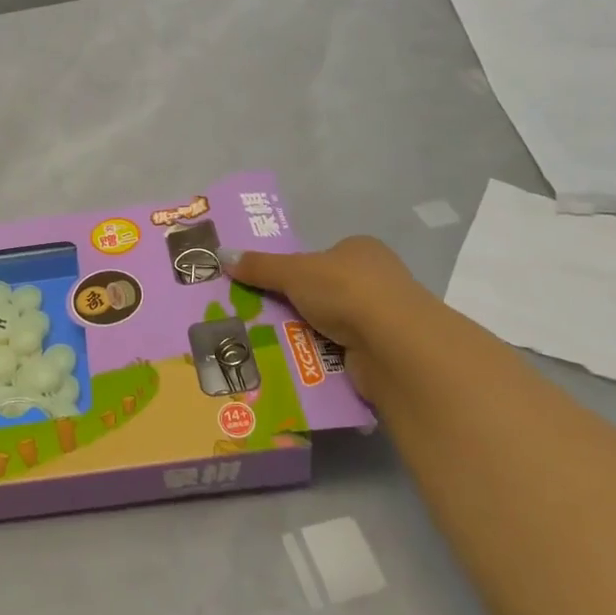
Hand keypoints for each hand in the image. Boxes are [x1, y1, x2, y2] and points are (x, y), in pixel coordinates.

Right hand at [221, 237, 434, 402]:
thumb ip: (260, 266)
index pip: (323, 256)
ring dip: (305, 333)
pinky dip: (320, 358)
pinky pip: (340, 353)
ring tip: (267, 343)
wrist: (394, 344)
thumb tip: (222, 255)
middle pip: (324, 291)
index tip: (267, 285)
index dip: (295, 269)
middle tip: (258, 315)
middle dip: (296, 304)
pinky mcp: (383, 353)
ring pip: (330, 324)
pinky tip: (295, 364)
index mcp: (361, 250)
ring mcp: (383, 318)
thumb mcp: (294, 272)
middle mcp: (376, 280)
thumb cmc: (345, 290)